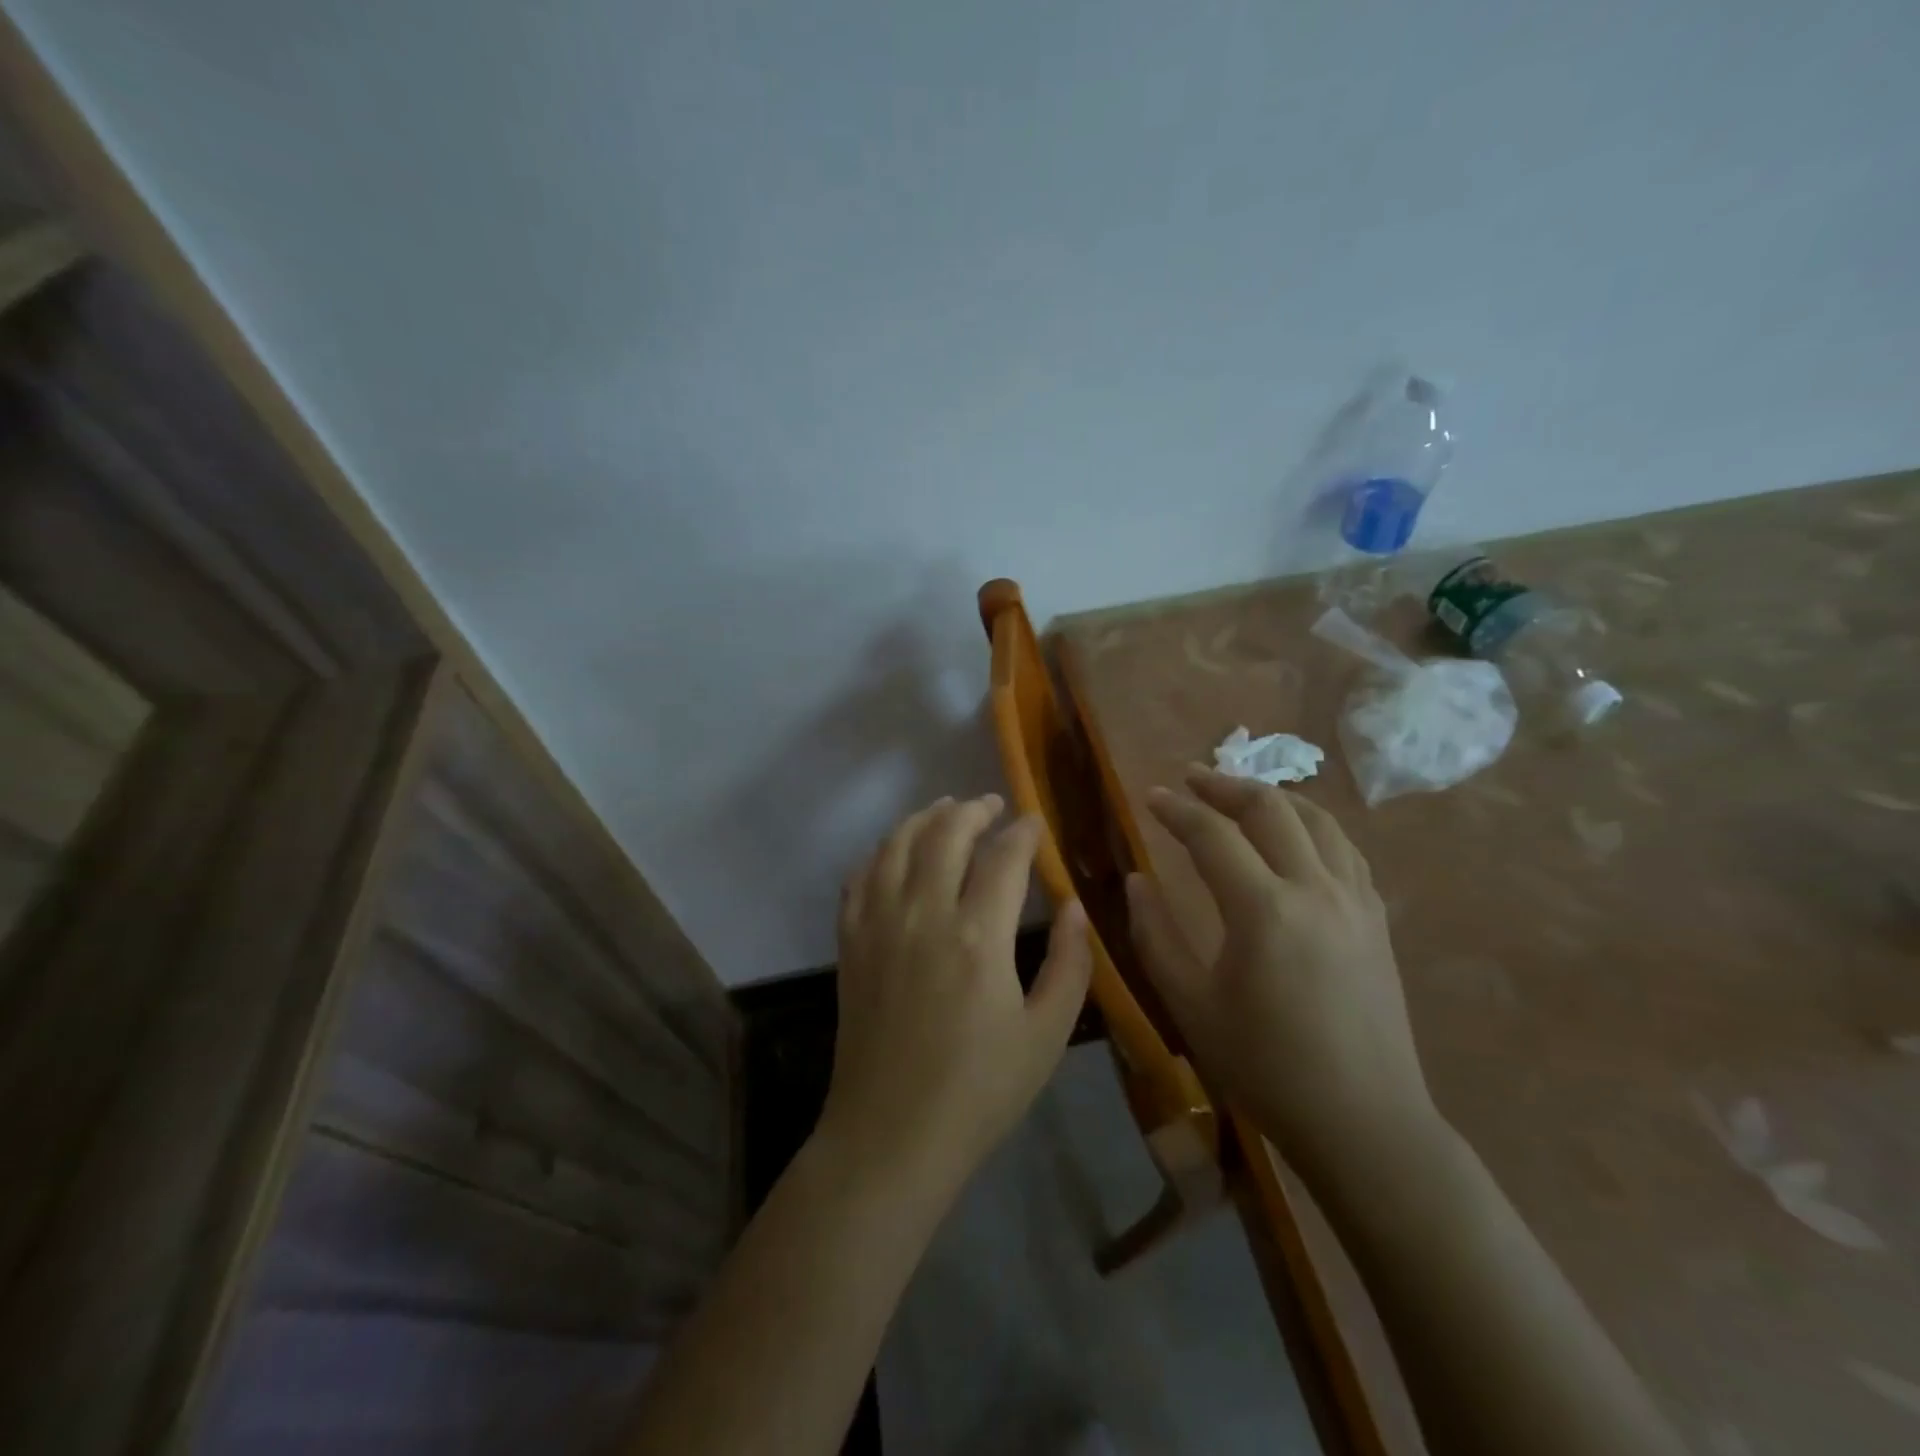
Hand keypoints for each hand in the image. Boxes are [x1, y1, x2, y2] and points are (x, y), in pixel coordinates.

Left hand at [821, 795, 1092, 1200]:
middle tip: (992, 805)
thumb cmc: (979, 1091)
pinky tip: (894, 850)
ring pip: (897, 844)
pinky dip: (880, 851)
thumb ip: (1070, 964)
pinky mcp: (850, 942)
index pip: (1004, 858)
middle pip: (946, 834)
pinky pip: (860, 877)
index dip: (1024, 833)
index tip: (1035, 823)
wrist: (891, 1135)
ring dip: (924, 818)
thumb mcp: (1046, 1036)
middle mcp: (924, 914)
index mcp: (979, 936)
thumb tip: (1077, 906)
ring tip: (945, 809)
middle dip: (973, 810)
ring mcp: (879, 924)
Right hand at [1126, 767, 1435, 1177]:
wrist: (1365, 1122)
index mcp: (1264, 910)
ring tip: (1240, 795)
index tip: (1150, 797)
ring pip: (1318, 819)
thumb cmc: (1265, 1068)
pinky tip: (1295, 838)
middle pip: (1271, 808)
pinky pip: (1345, 850)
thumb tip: (1136, 879)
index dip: (1176, 809)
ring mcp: (1356, 901)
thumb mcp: (1190, 1005)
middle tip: (1191, 779)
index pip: (1212, 835)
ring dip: (1274, 797)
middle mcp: (1315, 889)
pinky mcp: (1377, 919)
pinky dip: (1312, 827)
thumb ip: (1155, 935)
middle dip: (1225, 785)